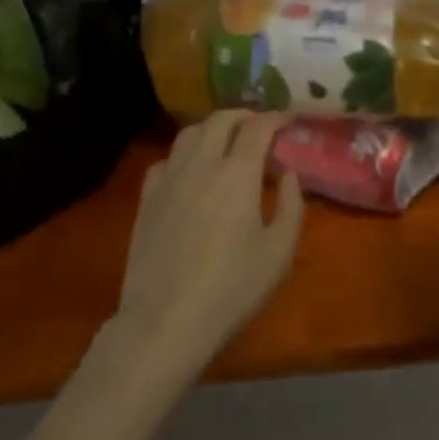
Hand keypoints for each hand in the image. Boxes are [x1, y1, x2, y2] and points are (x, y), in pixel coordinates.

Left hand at [116, 110, 305, 375]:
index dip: (276, 118)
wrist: (164, 323)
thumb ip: (291, 206)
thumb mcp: (279, 254)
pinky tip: (190, 173)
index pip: (258, 127)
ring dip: (213, 129)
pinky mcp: (147, 198)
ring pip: (190, 133)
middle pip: (221, 119)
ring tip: (226, 142)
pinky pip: (166, 160)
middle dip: (245, 116)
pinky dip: (184, 155)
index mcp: (237, 173)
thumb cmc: (230, 290)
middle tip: (260, 128)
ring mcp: (169, 178)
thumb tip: (289, 174)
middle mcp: (201, 163)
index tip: (289, 120)